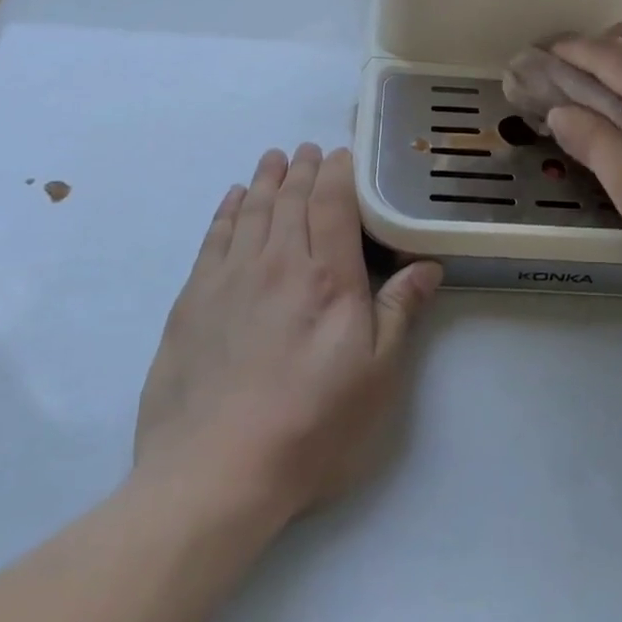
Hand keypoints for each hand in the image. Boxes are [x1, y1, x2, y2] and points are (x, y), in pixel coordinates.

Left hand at [133, 145, 442, 522]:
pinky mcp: (193, 299)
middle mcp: (278, 263)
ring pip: (253, 211)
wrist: (214, 471)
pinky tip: (234, 198)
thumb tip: (427, 265)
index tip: (342, 155)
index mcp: (328, 277)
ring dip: (267, 180)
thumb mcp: (376, 377)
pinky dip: (228, 210)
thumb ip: (400, 312)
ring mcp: (230, 278)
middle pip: (292, 199)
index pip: (333, 203)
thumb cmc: (311, 425)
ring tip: (275, 159)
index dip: (338, 172)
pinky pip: (214, 237)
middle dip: (304, 169)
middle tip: (309, 150)